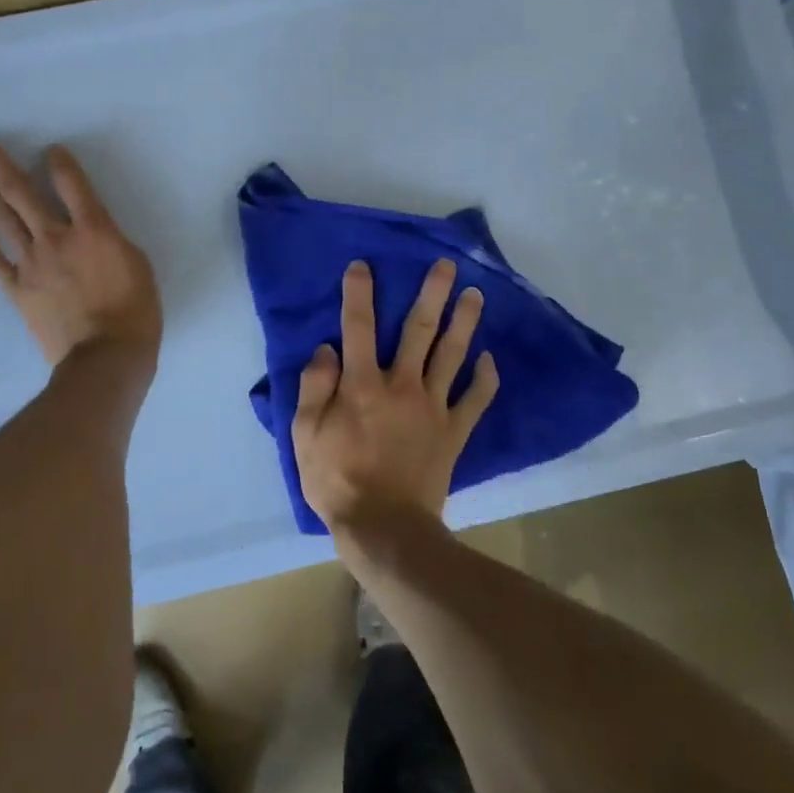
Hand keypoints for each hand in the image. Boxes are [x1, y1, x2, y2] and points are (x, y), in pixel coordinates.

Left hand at [0, 140, 161, 367]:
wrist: (107, 355)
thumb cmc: (135, 311)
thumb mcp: (137, 264)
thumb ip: (111, 240)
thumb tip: (92, 232)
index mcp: (94, 230)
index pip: (72, 184)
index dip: (59, 163)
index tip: (50, 151)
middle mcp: (57, 238)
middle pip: (22, 194)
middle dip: (1, 167)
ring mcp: (32, 263)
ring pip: (3, 220)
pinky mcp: (18, 289)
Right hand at [291, 258, 499, 540]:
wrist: (384, 527)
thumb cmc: (336, 480)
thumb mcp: (305, 434)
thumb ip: (315, 387)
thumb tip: (327, 349)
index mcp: (362, 384)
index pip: (358, 326)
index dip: (359, 293)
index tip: (363, 265)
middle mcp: (402, 385)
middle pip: (420, 330)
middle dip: (432, 293)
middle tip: (447, 265)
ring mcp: (434, 407)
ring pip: (453, 355)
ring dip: (465, 322)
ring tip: (476, 295)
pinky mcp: (454, 431)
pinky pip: (475, 399)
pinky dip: (485, 378)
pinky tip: (489, 359)